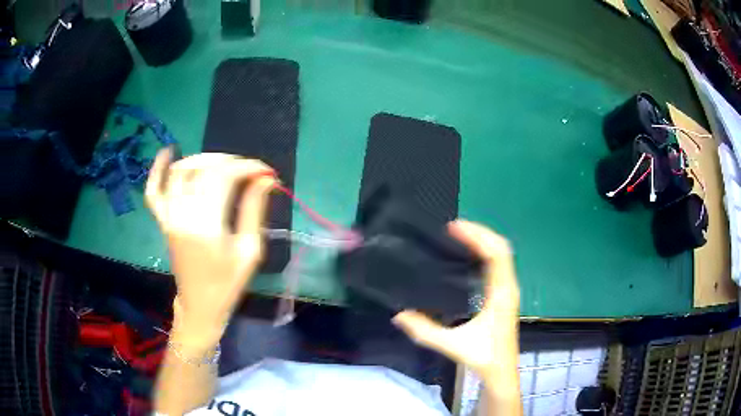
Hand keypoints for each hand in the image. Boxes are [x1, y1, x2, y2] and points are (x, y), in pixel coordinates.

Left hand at [145, 148, 275, 346]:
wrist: (200, 305)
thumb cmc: (228, 283)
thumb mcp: (249, 251)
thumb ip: (254, 211)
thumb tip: (266, 180)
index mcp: (207, 225)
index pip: (225, 177)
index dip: (248, 167)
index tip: (266, 172)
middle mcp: (183, 214)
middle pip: (203, 169)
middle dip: (230, 161)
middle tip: (248, 170)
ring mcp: (169, 216)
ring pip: (180, 171)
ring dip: (202, 159)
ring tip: (222, 164)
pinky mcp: (162, 220)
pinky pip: (153, 190)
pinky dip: (158, 169)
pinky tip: (169, 151)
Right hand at [393, 220, 519, 377]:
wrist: (502, 371)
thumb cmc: (483, 357)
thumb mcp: (452, 345)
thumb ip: (425, 331)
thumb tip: (398, 314)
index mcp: (501, 294)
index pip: (496, 255)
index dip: (478, 236)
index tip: (454, 228)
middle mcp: (509, 286)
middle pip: (502, 248)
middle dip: (480, 232)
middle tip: (453, 227)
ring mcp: (509, 289)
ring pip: (502, 254)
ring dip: (483, 240)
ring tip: (458, 235)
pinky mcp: (505, 293)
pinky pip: (499, 263)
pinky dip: (485, 252)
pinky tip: (468, 254)